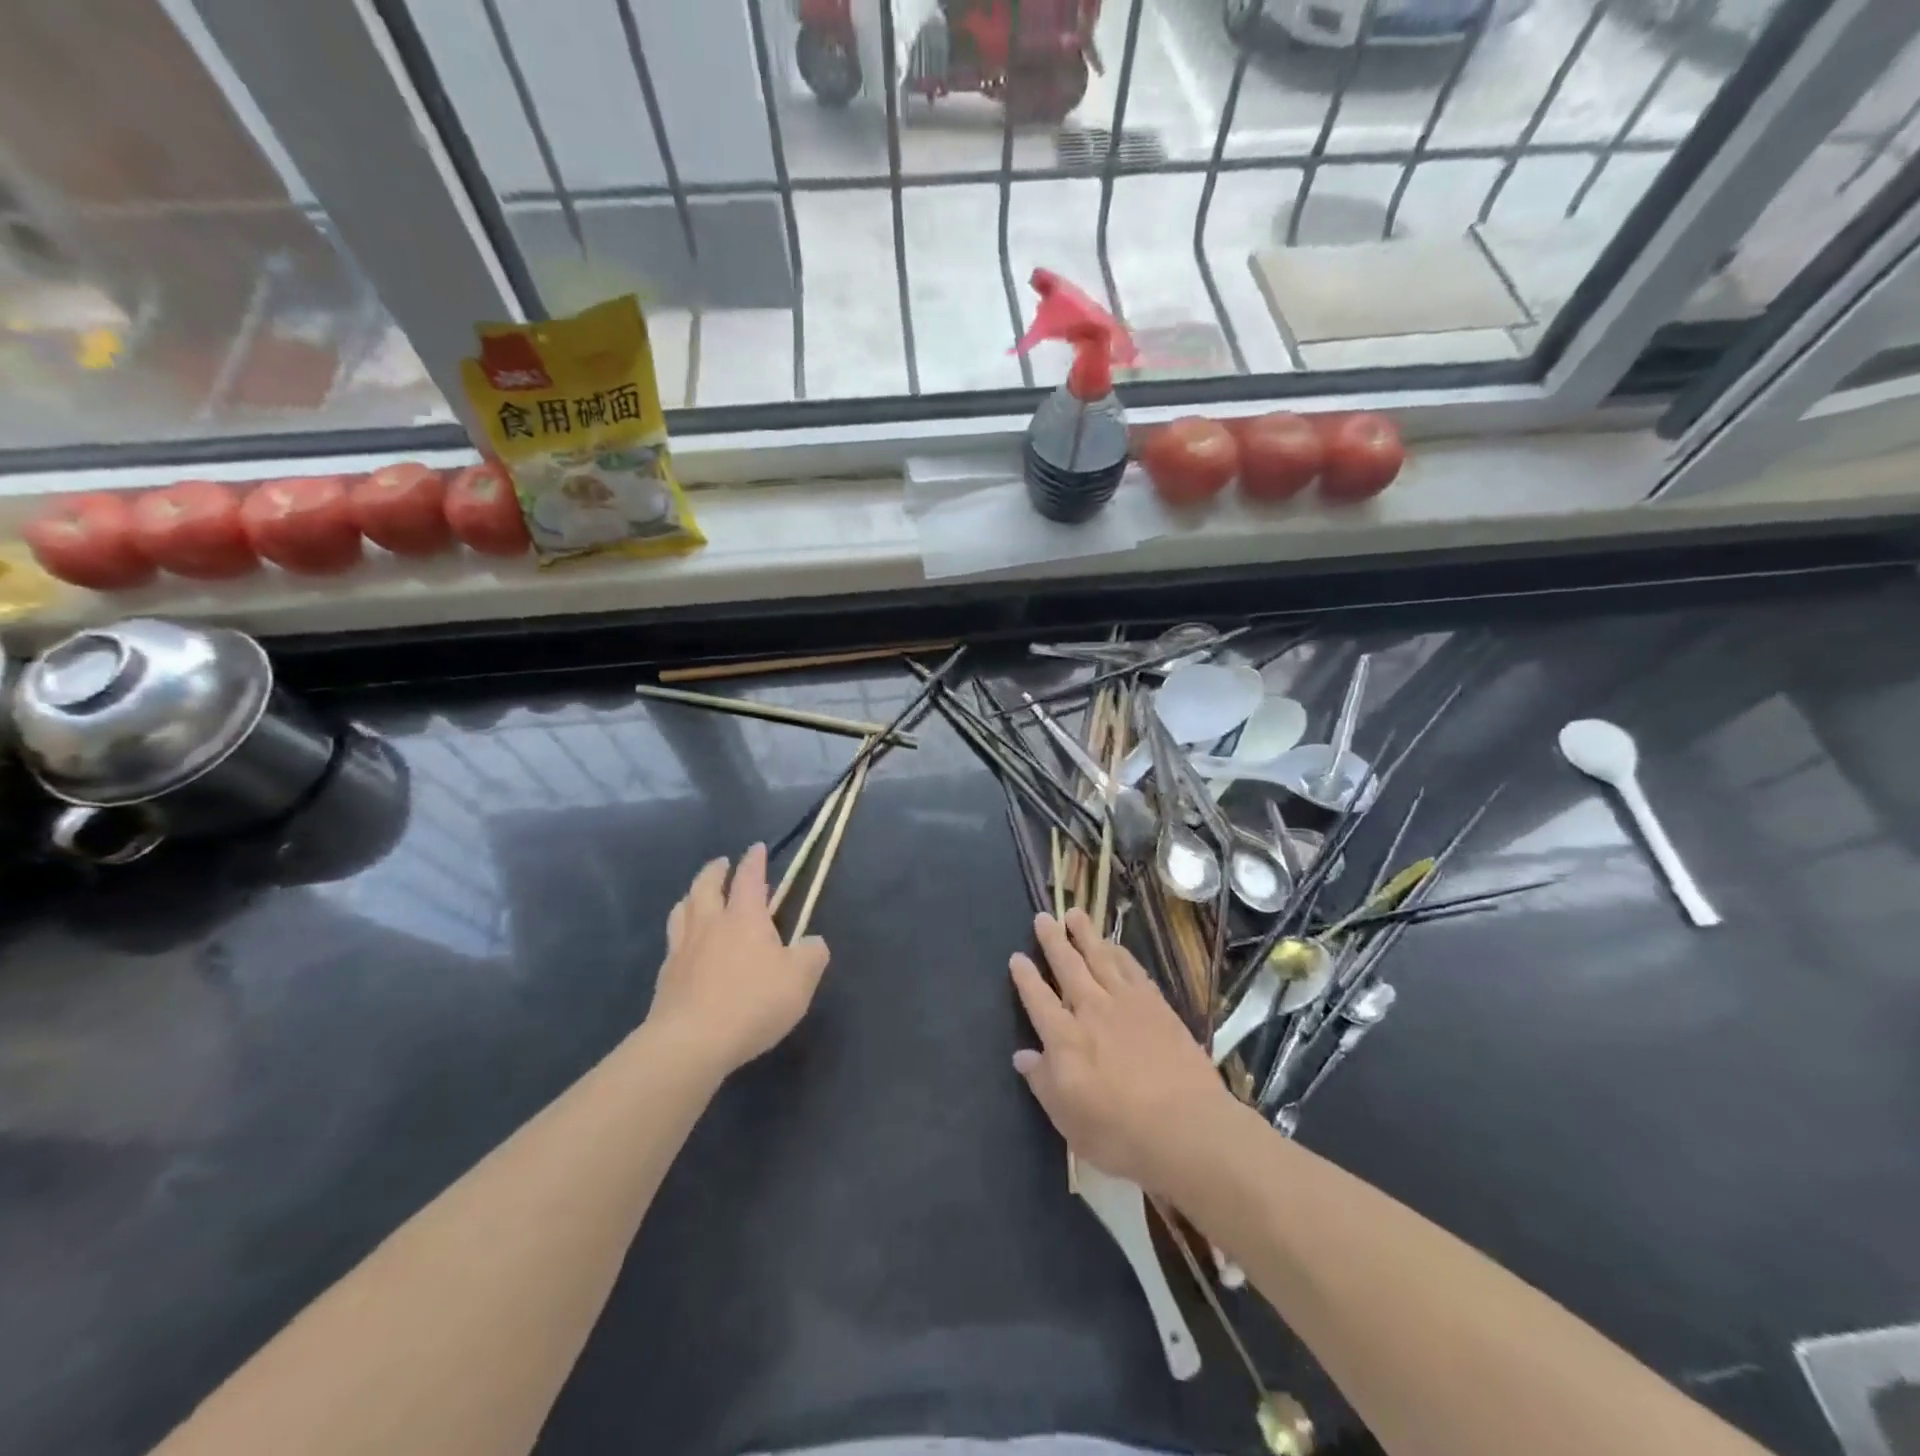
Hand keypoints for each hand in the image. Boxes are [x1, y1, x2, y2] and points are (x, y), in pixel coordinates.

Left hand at [647, 845, 830, 1077]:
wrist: (691, 1042)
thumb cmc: (753, 1002)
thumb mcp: (801, 979)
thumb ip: (812, 954)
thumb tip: (812, 942)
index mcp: (744, 917)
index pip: (748, 877)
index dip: (754, 860)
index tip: (756, 848)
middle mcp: (710, 924)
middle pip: (706, 885)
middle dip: (715, 870)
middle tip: (722, 864)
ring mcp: (683, 948)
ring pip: (682, 909)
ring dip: (692, 895)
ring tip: (698, 896)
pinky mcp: (666, 976)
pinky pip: (673, 940)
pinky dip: (681, 930)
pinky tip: (686, 943)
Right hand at [1009, 909, 1237, 1193]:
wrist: (1187, 1129)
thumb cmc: (1120, 1133)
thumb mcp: (1069, 1121)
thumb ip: (1043, 1083)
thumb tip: (1023, 1056)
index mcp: (1065, 1039)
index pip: (1038, 1000)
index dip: (1025, 977)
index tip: (1016, 957)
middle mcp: (1092, 1011)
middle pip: (1068, 967)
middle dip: (1053, 941)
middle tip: (1043, 917)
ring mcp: (1127, 1004)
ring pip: (1101, 958)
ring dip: (1086, 935)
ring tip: (1075, 914)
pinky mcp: (1157, 1006)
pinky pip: (1133, 969)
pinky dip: (1120, 953)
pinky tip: (1115, 946)